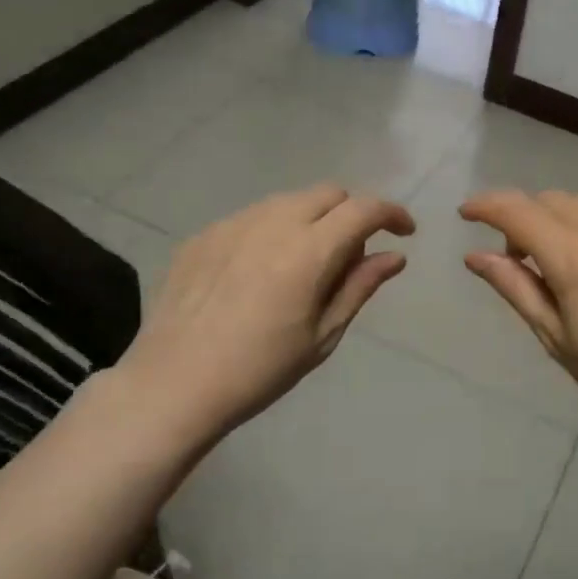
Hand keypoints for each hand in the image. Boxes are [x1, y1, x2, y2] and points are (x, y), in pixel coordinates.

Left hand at [118, 184, 413, 437]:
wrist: (173, 385)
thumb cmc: (260, 370)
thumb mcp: (323, 335)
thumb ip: (360, 286)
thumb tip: (395, 256)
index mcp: (309, 250)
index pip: (364, 209)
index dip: (392, 214)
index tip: (404, 233)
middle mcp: (273, 222)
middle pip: (328, 193)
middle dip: (352, 213)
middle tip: (351, 255)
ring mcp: (233, 224)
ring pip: (289, 201)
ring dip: (312, 219)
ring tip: (304, 265)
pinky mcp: (204, 235)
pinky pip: (252, 217)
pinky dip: (273, 231)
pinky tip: (259, 272)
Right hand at [460, 190, 577, 452]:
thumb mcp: (555, 337)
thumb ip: (515, 287)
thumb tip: (475, 256)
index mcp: (576, 259)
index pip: (518, 211)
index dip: (486, 206)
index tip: (466, 215)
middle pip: (548, 200)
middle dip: (521, 218)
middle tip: (516, 259)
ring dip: (555, 218)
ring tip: (556, 260)